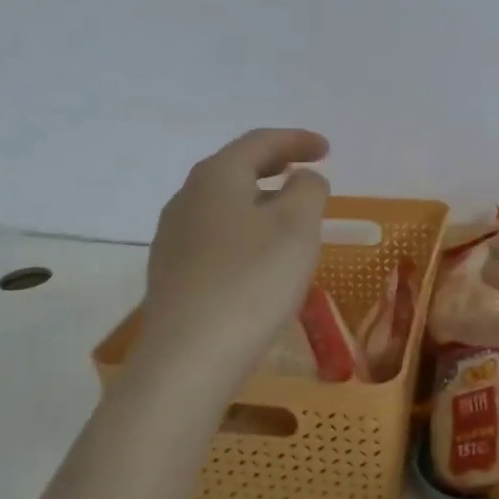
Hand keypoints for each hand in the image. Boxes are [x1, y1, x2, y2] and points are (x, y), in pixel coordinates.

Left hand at [138, 128, 330, 386]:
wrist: (188, 358)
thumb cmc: (252, 280)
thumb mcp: (298, 226)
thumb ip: (308, 189)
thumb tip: (301, 179)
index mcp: (217, 176)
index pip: (260, 142)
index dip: (297, 140)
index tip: (326, 148)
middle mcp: (187, 198)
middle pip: (236, 168)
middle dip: (274, 165)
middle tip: (305, 170)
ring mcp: (173, 237)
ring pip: (224, 203)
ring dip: (258, 199)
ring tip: (287, 214)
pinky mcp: (172, 273)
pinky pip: (215, 235)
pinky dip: (243, 229)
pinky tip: (258, 256)